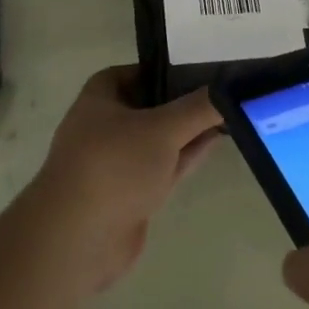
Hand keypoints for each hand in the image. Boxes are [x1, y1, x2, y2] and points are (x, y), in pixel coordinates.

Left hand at [25, 67, 223, 295]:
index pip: (141, 71)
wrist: (79, 239)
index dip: (171, 69)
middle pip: (153, 104)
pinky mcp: (130, 192)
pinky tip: (214, 142)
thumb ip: (198, 108)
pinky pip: (163, 165)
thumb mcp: (162, 129)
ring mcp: (118, 160)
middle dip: (185, 101)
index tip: (207, 69)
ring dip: (189, 130)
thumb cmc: (114, 165)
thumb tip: (229, 88)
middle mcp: (106, 123)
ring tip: (229, 114)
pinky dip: (185, 154)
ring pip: (160, 137)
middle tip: (227, 91)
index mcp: (101, 95)